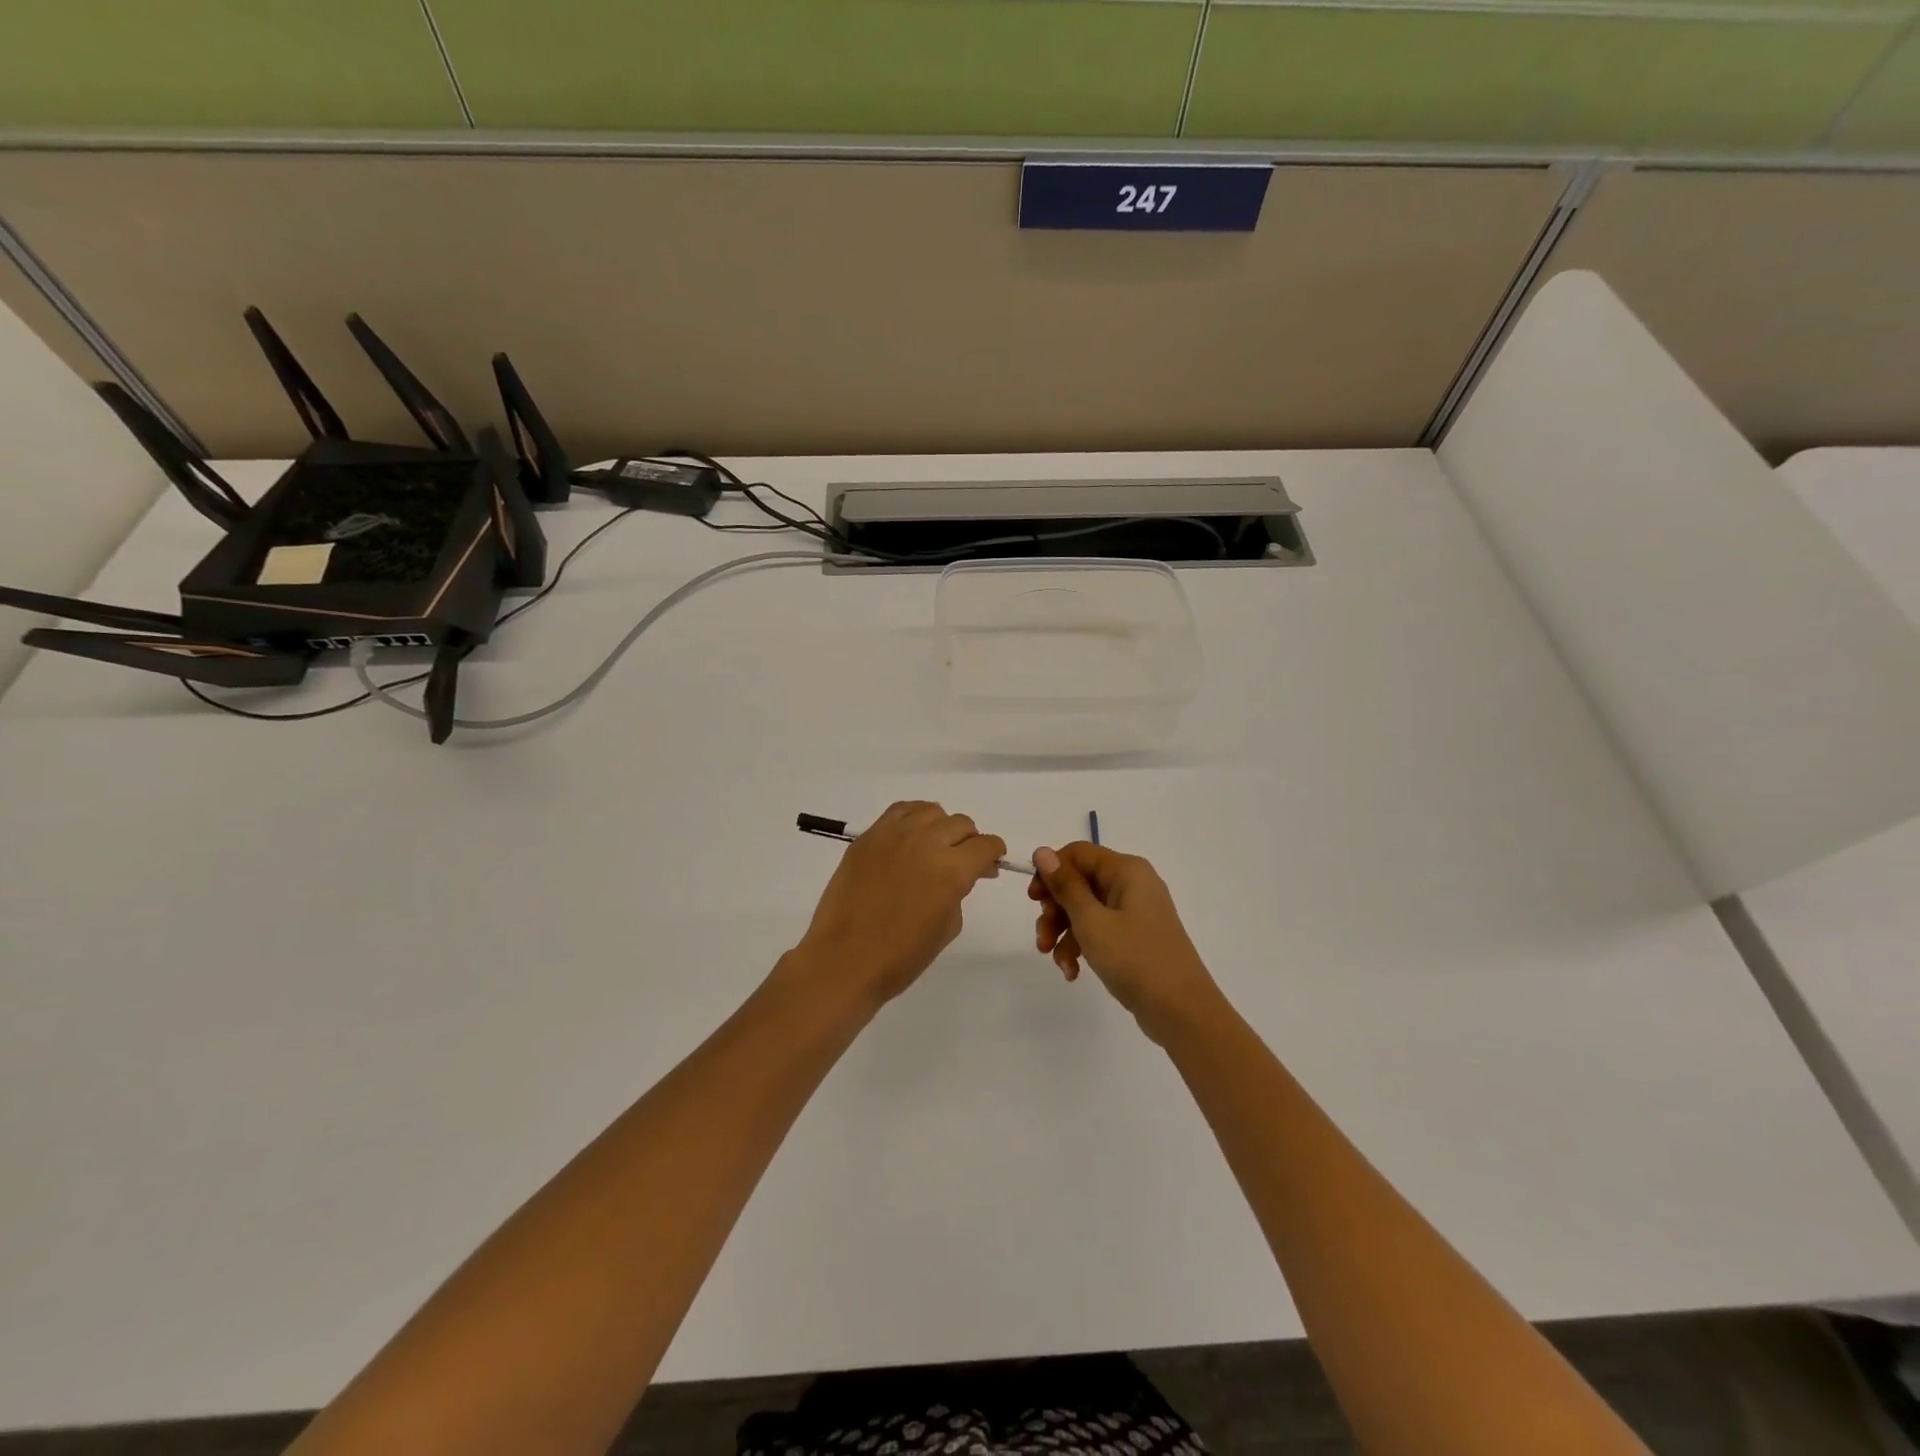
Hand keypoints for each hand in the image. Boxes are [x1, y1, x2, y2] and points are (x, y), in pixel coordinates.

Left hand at [794, 801, 1007, 1008]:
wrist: (844, 960)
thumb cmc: (901, 956)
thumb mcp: (948, 926)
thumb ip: (959, 891)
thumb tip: (961, 876)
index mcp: (952, 869)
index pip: (985, 845)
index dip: (993, 854)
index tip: (988, 866)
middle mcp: (926, 842)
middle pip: (961, 824)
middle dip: (969, 841)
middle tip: (962, 862)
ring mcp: (893, 834)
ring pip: (931, 811)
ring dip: (941, 826)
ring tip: (934, 847)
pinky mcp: (868, 836)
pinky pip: (899, 811)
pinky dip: (913, 819)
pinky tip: (910, 837)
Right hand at [1030, 843, 1222, 1040]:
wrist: (1181, 1011)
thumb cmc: (1135, 958)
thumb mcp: (1091, 921)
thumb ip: (1065, 886)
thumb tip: (1042, 851)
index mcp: (1126, 870)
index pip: (1078, 853)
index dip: (1051, 872)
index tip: (1033, 900)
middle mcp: (1132, 884)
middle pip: (1079, 883)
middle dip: (1055, 910)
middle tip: (1042, 936)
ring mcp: (1135, 912)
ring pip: (1086, 910)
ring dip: (1064, 933)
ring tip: (1056, 961)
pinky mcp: (1135, 938)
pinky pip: (1100, 931)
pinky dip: (1083, 947)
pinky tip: (1072, 972)